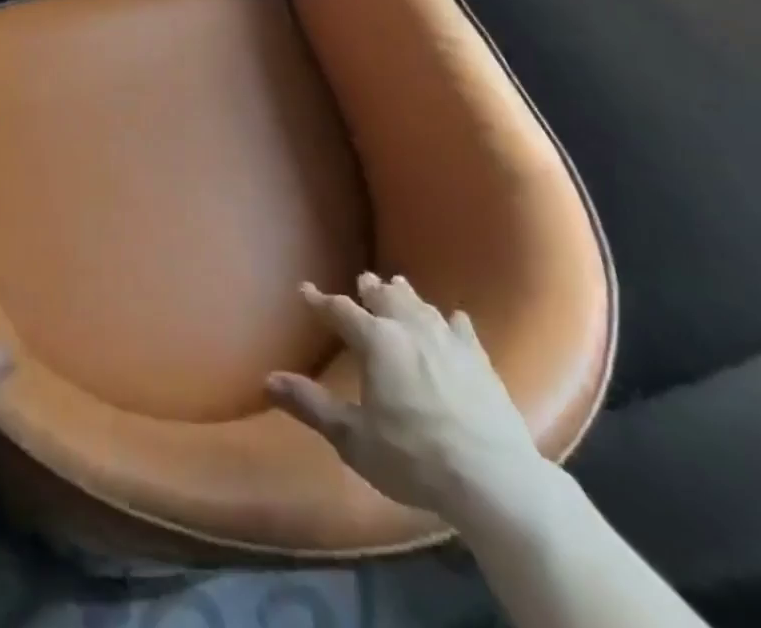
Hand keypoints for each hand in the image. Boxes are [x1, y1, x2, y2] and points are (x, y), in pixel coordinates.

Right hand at [266, 272, 553, 532]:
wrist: (492, 478)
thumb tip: (269, 379)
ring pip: (420, 305)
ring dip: (405, 295)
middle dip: (369, 289)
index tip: (305, 289)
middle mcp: (409, 328)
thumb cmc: (413, 457)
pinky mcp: (479, 360)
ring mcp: (448, 340)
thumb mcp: (353, 438)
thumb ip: (311, 405)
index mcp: (376, 341)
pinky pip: (461, 328)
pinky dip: (451, 320)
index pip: (340, 310)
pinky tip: (453, 319)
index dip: (320, 301)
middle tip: (362, 281)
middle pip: (385, 297)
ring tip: (397, 286)